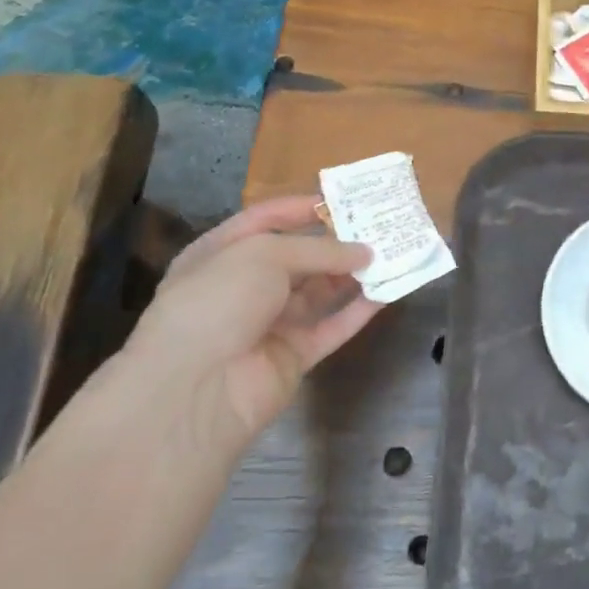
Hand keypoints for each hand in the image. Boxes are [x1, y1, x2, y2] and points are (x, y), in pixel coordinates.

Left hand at [122, 196, 380, 442]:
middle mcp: (244, 286)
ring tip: (391, 253)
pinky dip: (359, 311)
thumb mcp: (264, 255)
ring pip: (318, 292)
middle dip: (335, 242)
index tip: (341, 200)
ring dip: (352, 274)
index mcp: (221, 254)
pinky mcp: (294, 355)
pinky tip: (388, 292)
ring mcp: (269, 324)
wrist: (197, 388)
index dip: (299, 208)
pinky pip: (332, 327)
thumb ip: (318, 250)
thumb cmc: (219, 300)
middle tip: (378, 226)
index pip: (263, 221)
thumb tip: (364, 252)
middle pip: (297, 258)